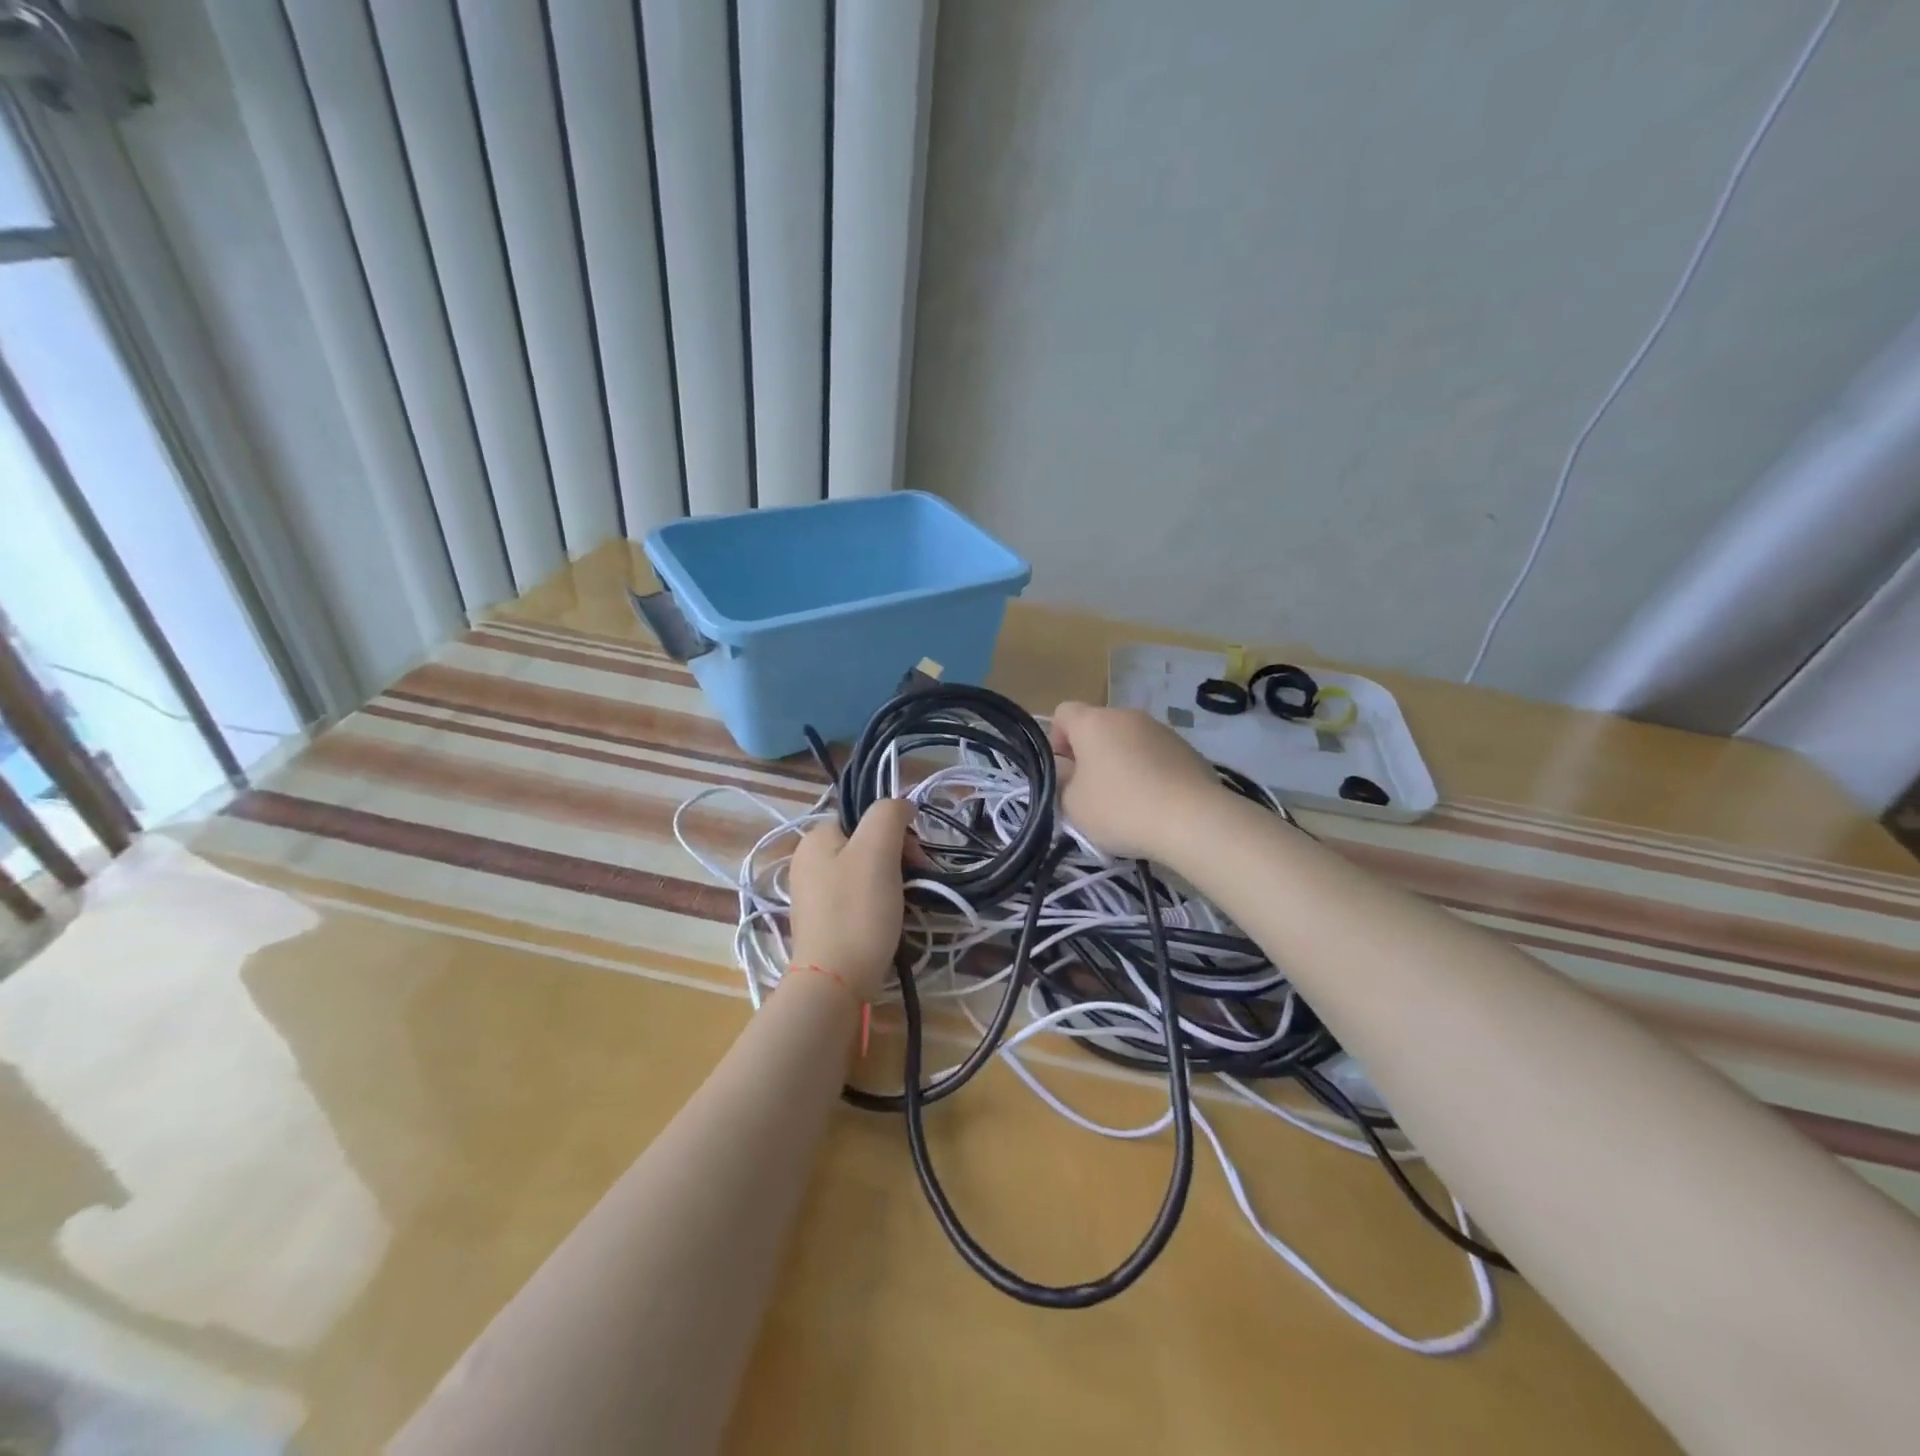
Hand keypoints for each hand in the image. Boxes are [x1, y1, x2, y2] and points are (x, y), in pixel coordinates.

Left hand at [787, 799, 914, 1000]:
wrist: (834, 982)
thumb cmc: (857, 911)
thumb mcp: (876, 850)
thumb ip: (889, 815)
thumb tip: (902, 805)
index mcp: (815, 838)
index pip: (862, 816)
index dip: (894, 829)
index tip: (915, 855)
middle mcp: (808, 862)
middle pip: (865, 844)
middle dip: (897, 857)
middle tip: (917, 879)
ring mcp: (814, 895)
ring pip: (864, 873)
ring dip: (892, 881)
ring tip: (907, 902)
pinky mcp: (824, 924)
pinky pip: (857, 899)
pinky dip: (878, 904)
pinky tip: (890, 921)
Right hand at [1049, 701, 1226, 860]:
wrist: (1193, 820)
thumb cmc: (1120, 808)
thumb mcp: (1072, 804)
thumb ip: (1061, 782)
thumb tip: (1068, 771)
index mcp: (1093, 722)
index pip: (1063, 713)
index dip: (1056, 740)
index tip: (1065, 772)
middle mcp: (1127, 716)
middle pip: (1098, 728)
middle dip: (1090, 755)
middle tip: (1091, 792)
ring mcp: (1160, 730)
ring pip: (1129, 741)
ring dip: (1121, 763)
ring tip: (1127, 801)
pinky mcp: (1187, 749)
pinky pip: (1155, 756)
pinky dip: (1149, 772)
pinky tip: (1155, 803)